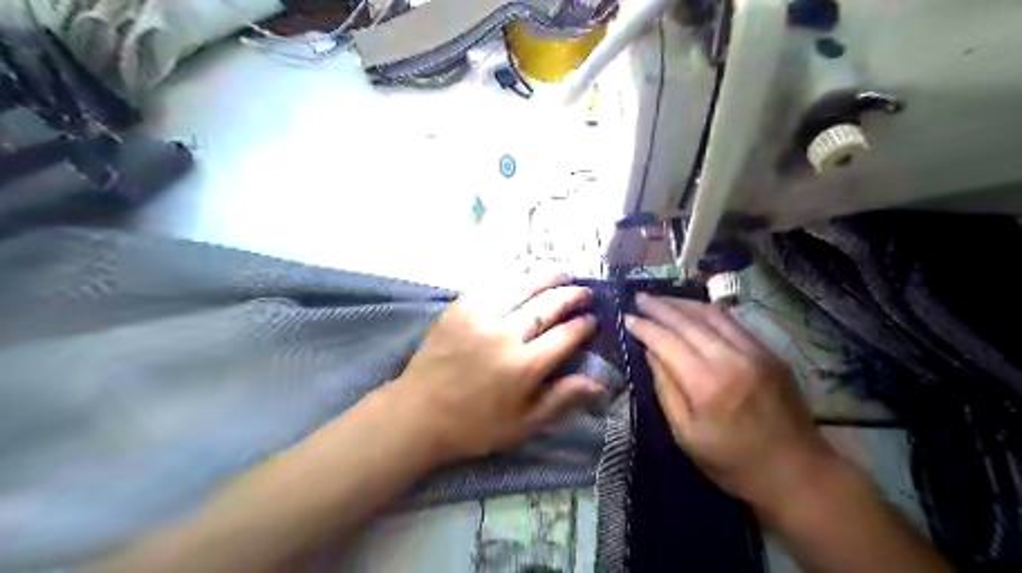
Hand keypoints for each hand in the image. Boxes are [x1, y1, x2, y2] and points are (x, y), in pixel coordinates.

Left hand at [388, 273, 600, 464]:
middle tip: (584, 291)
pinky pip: (491, 285)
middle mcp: (505, 335)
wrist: (418, 413)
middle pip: (547, 305)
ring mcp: (480, 317)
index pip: (565, 336)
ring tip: (563, 272)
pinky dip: (512, 278)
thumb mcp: (524, 424)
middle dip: (571, 295)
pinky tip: (524, 274)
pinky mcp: (460, 309)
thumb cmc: (475, 425)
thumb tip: (601, 382)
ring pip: (521, 288)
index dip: (584, 325)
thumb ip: (562, 399)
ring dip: (546, 278)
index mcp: (524, 366)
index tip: (593, 320)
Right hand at [627, 295, 842, 509]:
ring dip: (683, 303)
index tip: (626, 317)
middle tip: (639, 298)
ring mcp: (755, 351)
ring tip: (662, 300)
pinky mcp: (770, 352)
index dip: (644, 327)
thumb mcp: (685, 434)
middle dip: (660, 307)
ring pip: (712, 314)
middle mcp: (731, 358)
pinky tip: (694, 311)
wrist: (797, 473)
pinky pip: (734, 322)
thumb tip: (650, 352)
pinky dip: (709, 312)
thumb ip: (665, 389)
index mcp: (706, 384)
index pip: (667, 342)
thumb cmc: (732, 462)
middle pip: (688, 321)